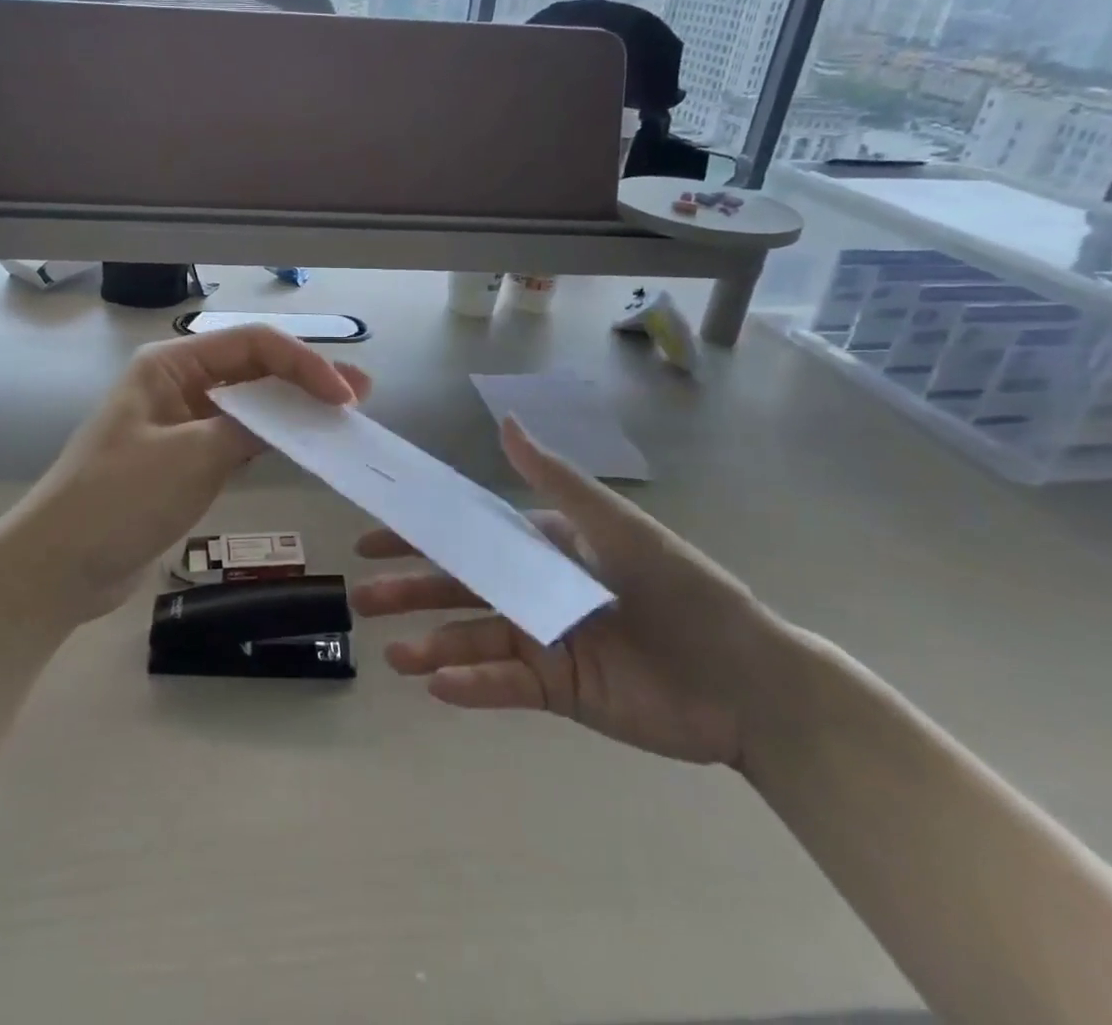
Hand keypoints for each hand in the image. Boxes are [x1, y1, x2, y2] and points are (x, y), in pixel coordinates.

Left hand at [21, 325, 370, 620]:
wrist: (58, 566)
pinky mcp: (185, 459)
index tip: (343, 395)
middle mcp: (178, 384)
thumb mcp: (190, 456)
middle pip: (253, 370)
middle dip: (305, 380)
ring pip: (249, 404)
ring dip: (292, 409)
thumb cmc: (118, 499)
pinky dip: (271, 439)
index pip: (251, 345)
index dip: (303, 363)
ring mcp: (181, 422)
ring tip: (340, 418)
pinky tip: (302, 445)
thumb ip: (248, 429)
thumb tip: (297, 416)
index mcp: (170, 365)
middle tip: (358, 396)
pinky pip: (237, 437)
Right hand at [350, 416, 781, 766]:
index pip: (470, 536)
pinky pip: (504, 684)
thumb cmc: (682, 589)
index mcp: (545, 547)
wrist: (749, 680)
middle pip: (460, 588)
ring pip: (474, 639)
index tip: (374, 540)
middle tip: (363, 598)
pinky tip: (437, 685)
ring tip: (394, 656)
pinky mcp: (558, 690)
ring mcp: (543, 641)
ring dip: (432, 645)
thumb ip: (555, 479)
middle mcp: (534, 590)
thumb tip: (507, 421)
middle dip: (411, 591)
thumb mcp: (616, 525)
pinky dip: (471, 685)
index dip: (421, 537)